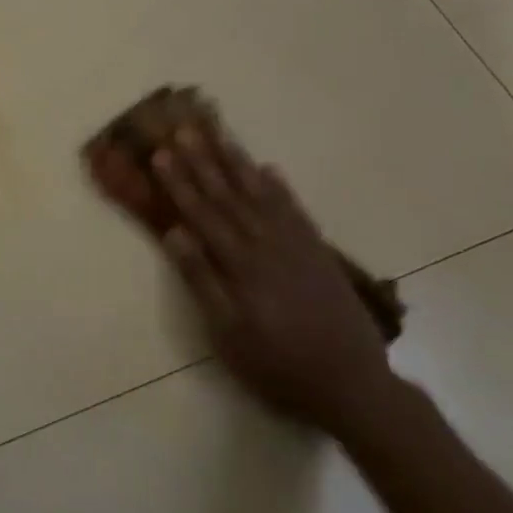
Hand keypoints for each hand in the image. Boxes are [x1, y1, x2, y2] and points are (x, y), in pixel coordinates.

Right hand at [153, 124, 393, 434]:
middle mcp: (266, 243)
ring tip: (220, 135)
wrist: (352, 384)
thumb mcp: (228, 333)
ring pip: (260, 194)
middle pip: (228, 195)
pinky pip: (296, 209)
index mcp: (240, 263)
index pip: (201, 213)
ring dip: (237, 163)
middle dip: (203, 161)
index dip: (179, 182)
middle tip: (184, 128)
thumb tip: (174, 232)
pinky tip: (269, 170)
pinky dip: (280, 187)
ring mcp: (296, 245)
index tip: (161, 154)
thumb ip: (201, 280)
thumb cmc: (277, 363)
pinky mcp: (319, 252)